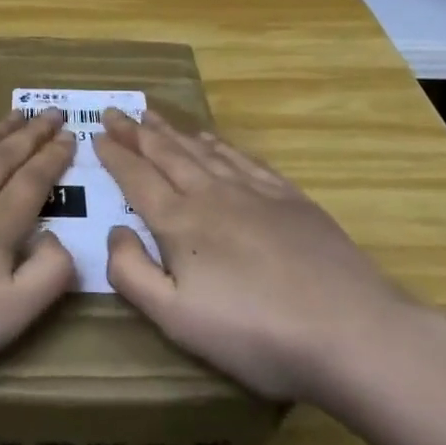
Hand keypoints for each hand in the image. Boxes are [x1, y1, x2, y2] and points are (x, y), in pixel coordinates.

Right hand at [96, 109, 417, 406]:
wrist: (349, 328)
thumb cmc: (256, 333)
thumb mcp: (178, 319)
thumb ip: (134, 274)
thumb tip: (114, 233)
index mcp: (180, 221)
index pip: (137, 177)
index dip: (115, 155)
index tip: (97, 134)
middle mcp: (210, 192)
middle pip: (166, 152)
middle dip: (137, 132)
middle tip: (116, 111)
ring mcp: (252, 190)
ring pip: (201, 148)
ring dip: (173, 130)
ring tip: (153, 115)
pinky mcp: (287, 196)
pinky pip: (240, 157)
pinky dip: (218, 143)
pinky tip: (211, 138)